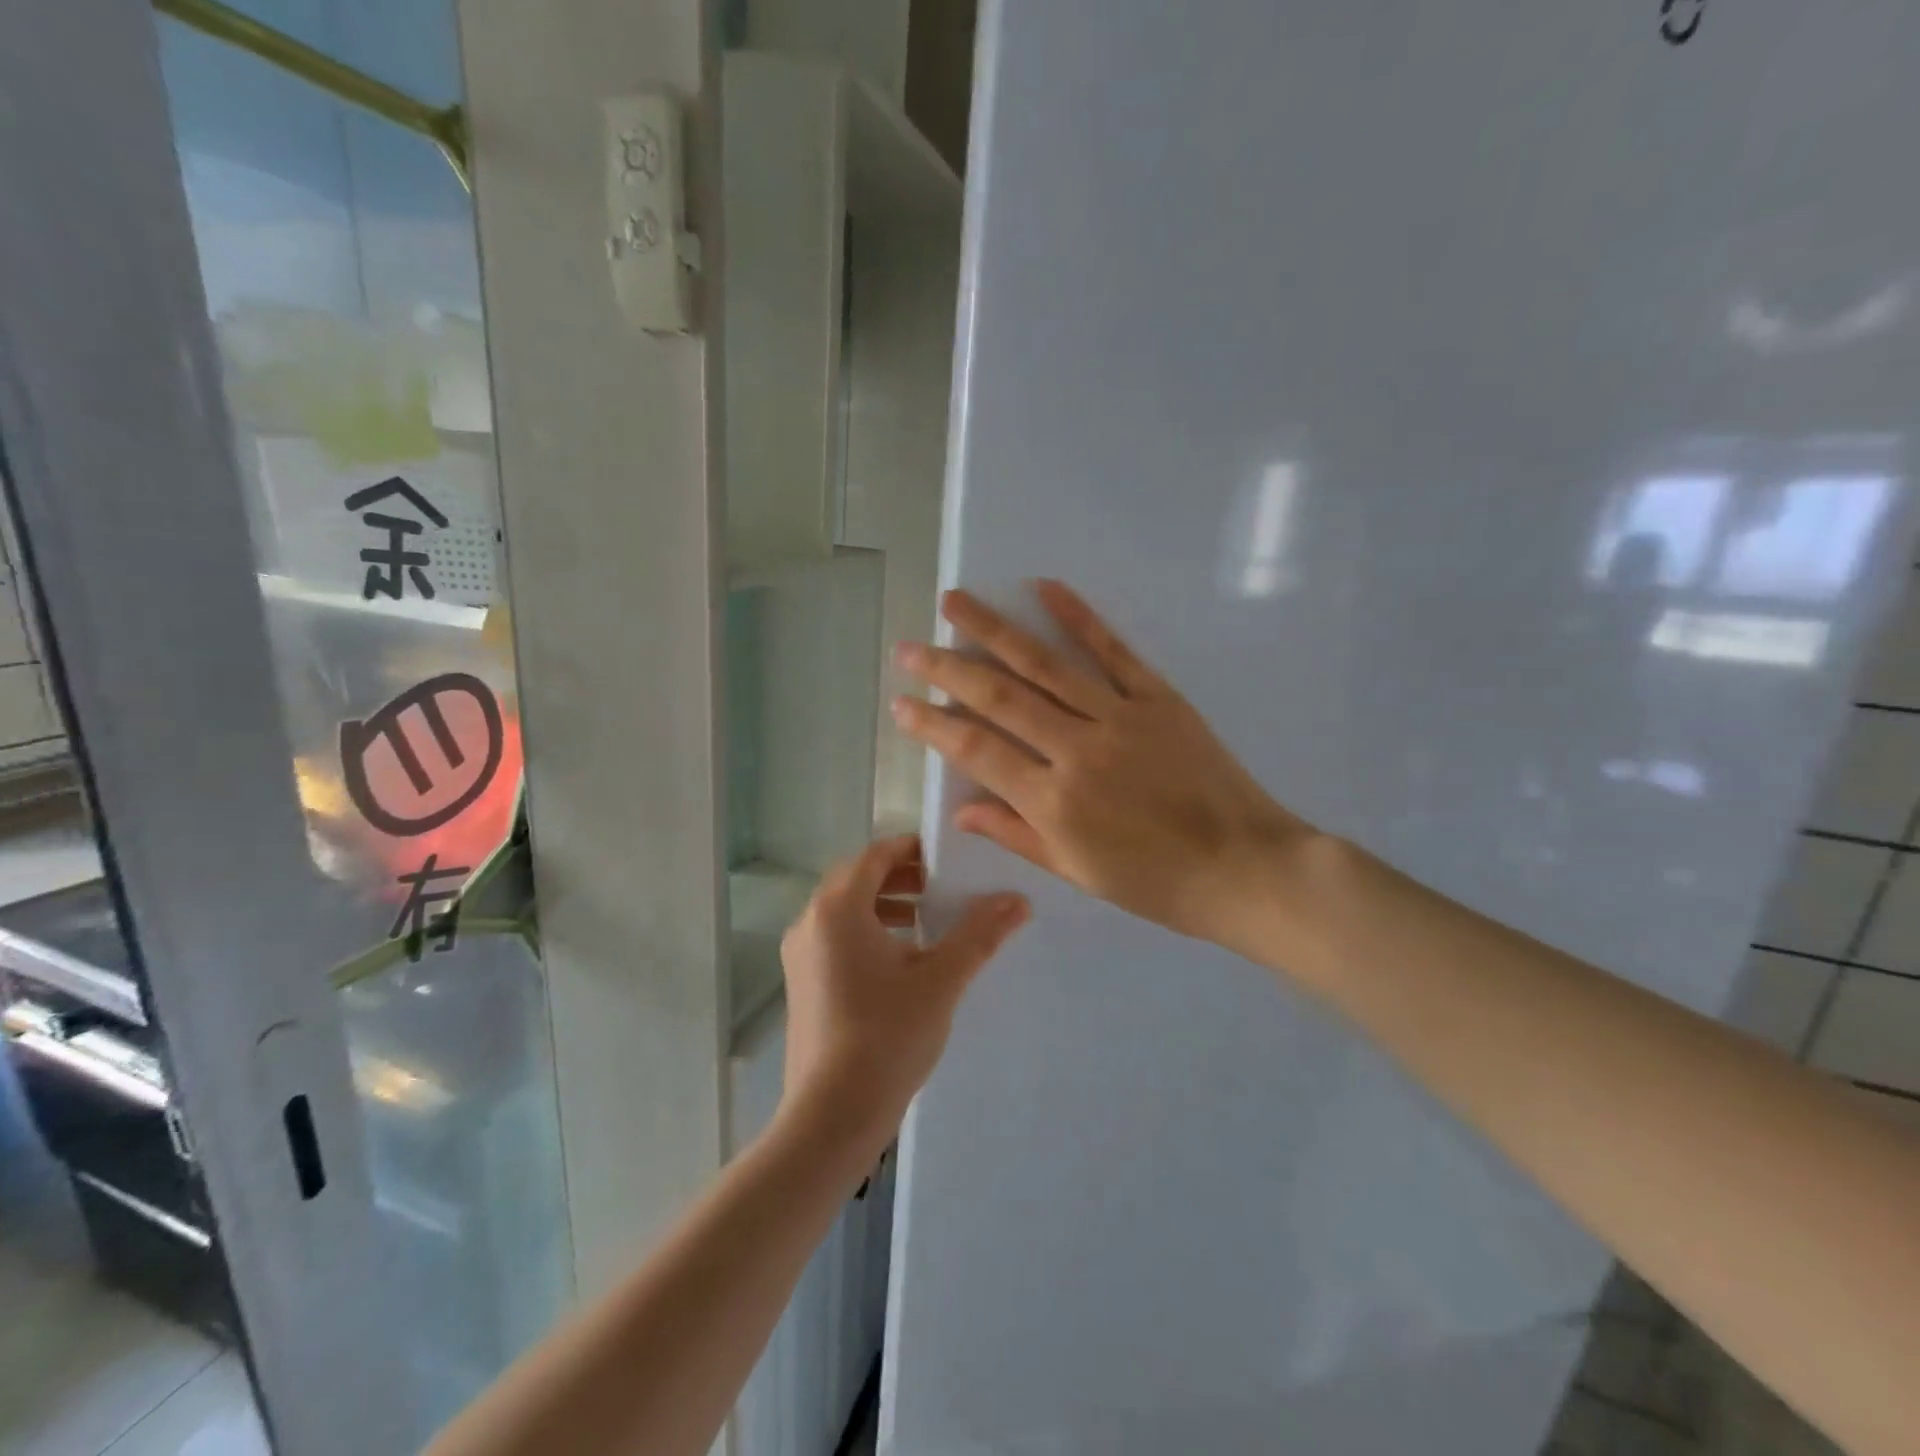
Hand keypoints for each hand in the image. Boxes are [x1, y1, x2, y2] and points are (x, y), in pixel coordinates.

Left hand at [779, 835, 1029, 1153]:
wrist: (831, 1115)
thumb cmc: (886, 1036)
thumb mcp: (941, 980)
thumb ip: (979, 934)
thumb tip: (1018, 900)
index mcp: (838, 908)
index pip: (875, 855)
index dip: (912, 850)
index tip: (948, 859)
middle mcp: (810, 922)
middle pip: (857, 879)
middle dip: (901, 877)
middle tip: (942, 887)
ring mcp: (800, 955)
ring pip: (845, 910)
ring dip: (885, 905)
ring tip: (926, 922)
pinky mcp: (801, 983)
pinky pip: (835, 938)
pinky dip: (868, 933)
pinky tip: (900, 962)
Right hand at [892, 580, 1318, 954]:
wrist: (1246, 867)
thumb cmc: (1157, 883)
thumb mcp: (1077, 871)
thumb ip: (1016, 834)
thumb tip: (960, 808)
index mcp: (1053, 802)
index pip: (976, 750)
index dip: (933, 724)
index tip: (901, 703)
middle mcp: (1076, 750)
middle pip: (999, 696)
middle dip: (946, 669)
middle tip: (909, 648)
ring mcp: (1119, 717)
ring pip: (1044, 664)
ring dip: (994, 629)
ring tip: (954, 602)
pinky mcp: (1159, 697)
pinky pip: (1113, 650)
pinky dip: (1078, 616)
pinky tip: (1044, 588)